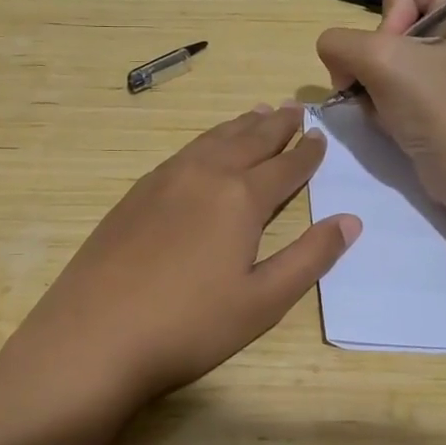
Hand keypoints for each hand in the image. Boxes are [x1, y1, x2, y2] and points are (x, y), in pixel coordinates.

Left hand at [0, 103, 360, 415]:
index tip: (321, 138)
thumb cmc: (188, 326)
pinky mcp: (135, 193)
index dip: (307, 154)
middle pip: (248, 141)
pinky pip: (183, 153)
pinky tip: (205, 150)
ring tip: (257, 113)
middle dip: (276, 126)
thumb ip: (309, 257)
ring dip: (239, 126)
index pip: (284, 167)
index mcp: (240, 198)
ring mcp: (163, 180)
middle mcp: (204, 175)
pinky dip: (206, 142)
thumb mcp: (263, 301)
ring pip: (212, 141)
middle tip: (295, 109)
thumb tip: (351, 220)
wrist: (94, 334)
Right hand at [316, 0, 445, 208]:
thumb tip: (333, 55)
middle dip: (374, 56)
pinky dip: (382, 99)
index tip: (396, 56)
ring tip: (388, 107)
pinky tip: (392, 119)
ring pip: (383, 53)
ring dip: (373, 82)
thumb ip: (339, 42)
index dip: (386, 17)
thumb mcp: (382, 61)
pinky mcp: (439, 93)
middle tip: (385, 86)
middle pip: (387, 19)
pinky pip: (393, 80)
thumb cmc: (440, 109)